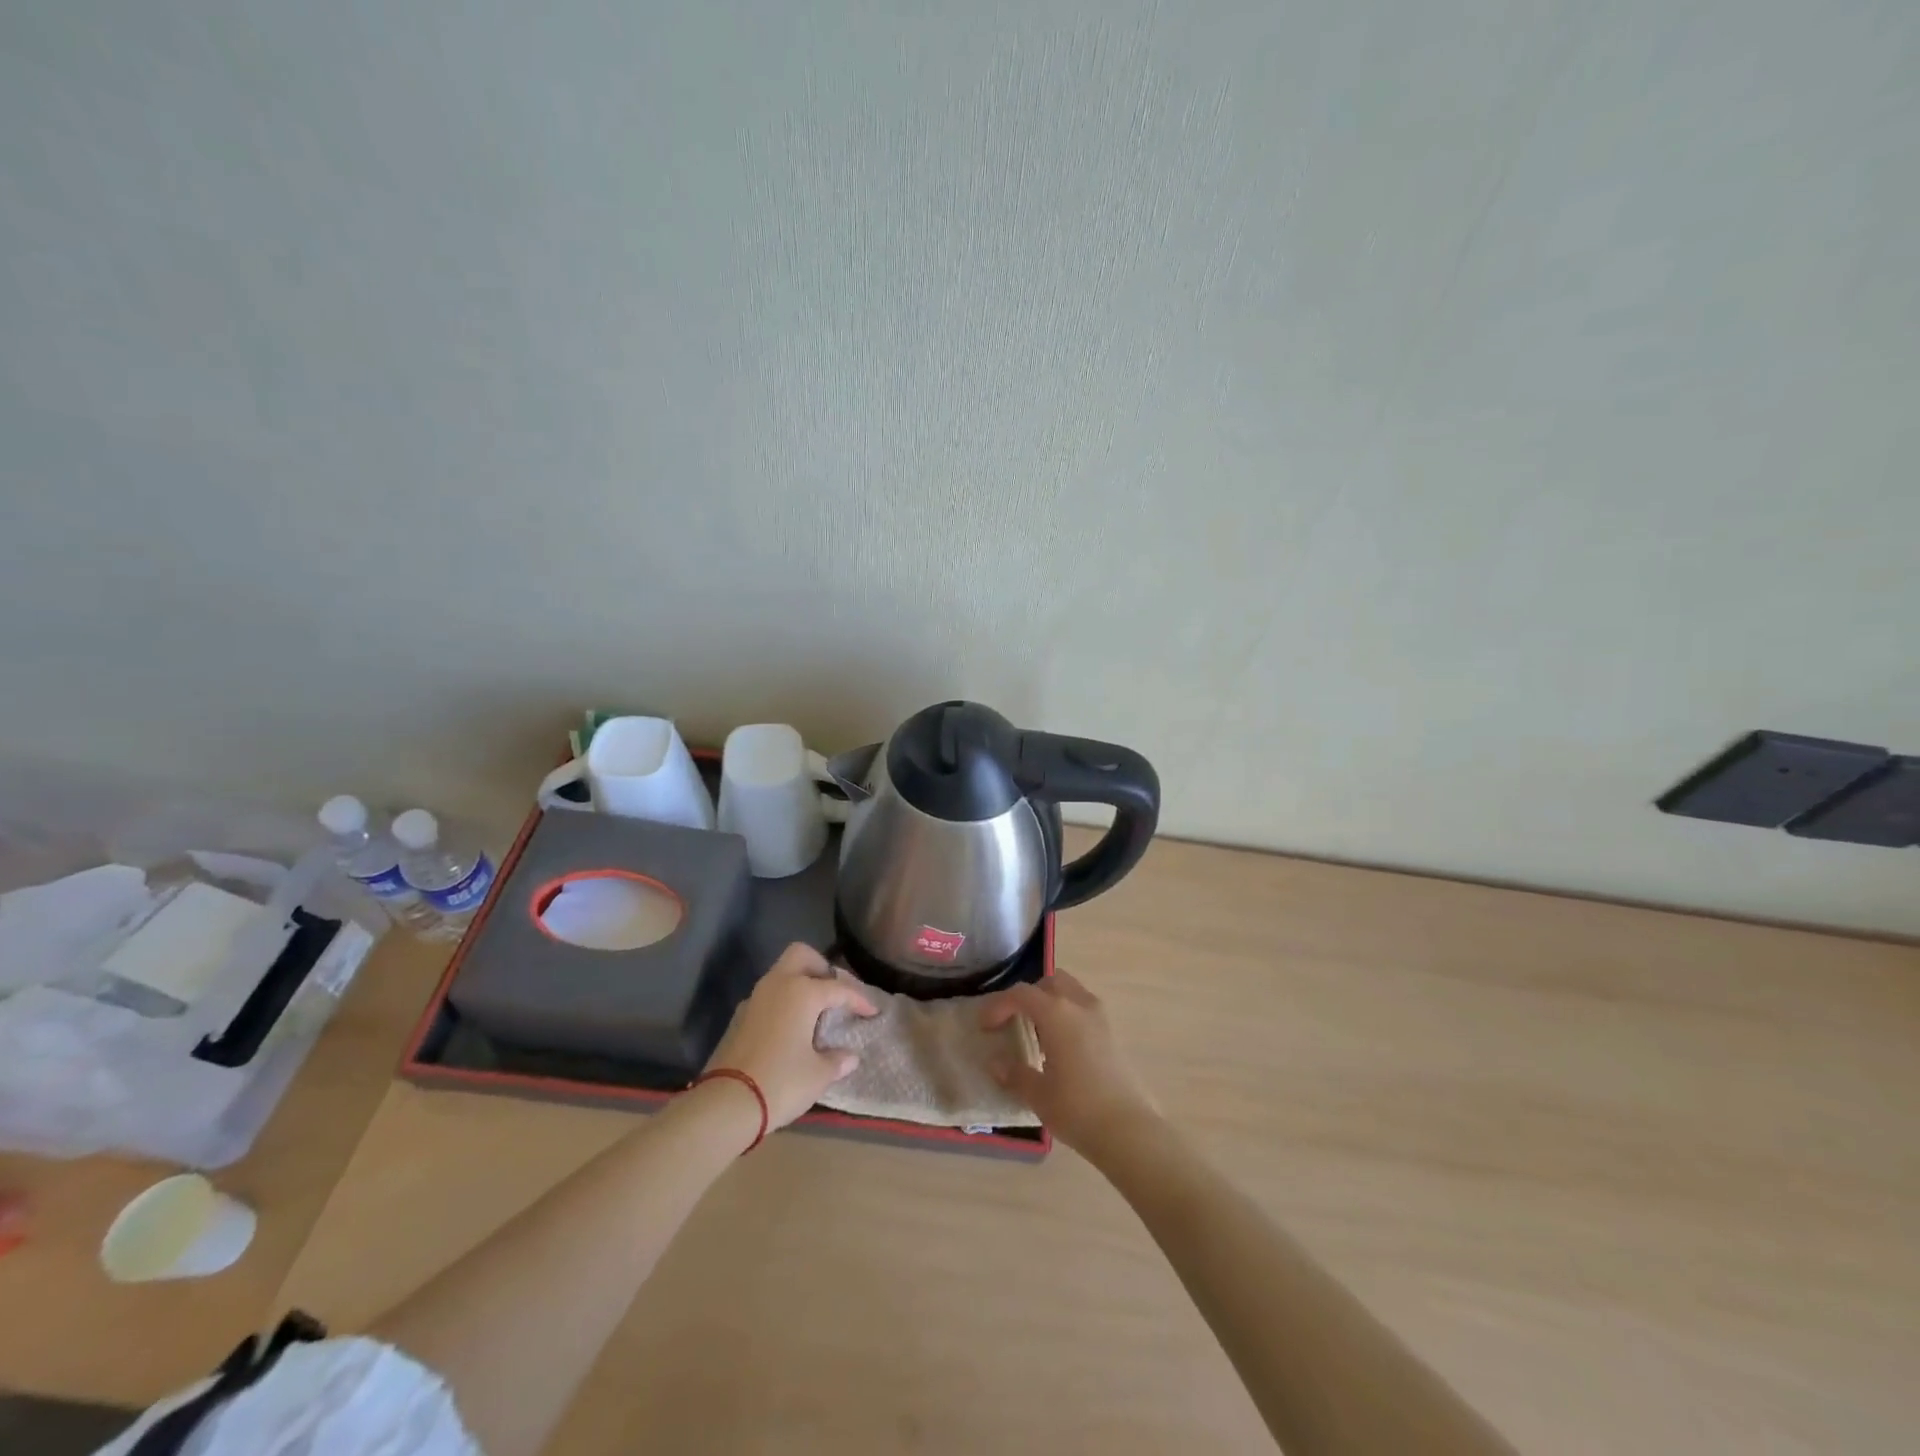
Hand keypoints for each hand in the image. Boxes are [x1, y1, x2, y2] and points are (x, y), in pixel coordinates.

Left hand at [706, 943, 877, 1128]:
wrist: (725, 1103)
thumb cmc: (781, 1082)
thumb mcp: (818, 1075)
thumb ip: (836, 1060)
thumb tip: (849, 1057)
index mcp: (802, 992)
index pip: (838, 988)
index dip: (859, 999)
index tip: (872, 1012)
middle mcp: (777, 985)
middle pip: (801, 956)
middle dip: (821, 967)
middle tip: (835, 992)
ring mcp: (754, 999)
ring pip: (781, 974)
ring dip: (800, 983)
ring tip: (816, 1012)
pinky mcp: (739, 1018)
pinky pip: (768, 996)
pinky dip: (783, 1002)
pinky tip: (791, 1028)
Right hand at [980, 970, 1160, 1160]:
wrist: (1128, 1130)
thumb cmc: (1076, 1108)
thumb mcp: (1038, 1094)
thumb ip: (1014, 1073)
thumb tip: (996, 1063)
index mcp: (1057, 1012)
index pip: (1021, 994)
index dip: (999, 1006)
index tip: (986, 1027)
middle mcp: (1079, 1004)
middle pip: (1049, 983)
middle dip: (1028, 996)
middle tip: (1013, 1021)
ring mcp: (1100, 1017)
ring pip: (1070, 991)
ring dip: (1050, 1002)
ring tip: (1037, 1033)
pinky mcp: (1112, 1033)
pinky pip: (1083, 1008)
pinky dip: (1067, 1014)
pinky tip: (1060, 1046)